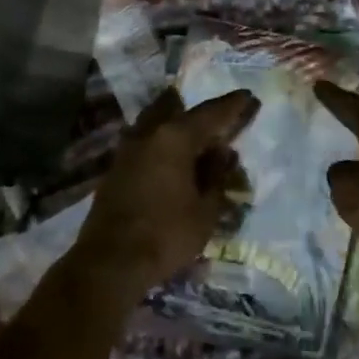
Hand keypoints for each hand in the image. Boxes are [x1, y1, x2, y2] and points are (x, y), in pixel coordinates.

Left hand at [76, 87, 259, 301]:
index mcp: (174, 137)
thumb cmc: (166, 234)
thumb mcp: (205, 210)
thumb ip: (216, 176)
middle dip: (198, 109)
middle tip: (218, 113)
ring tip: (194, 131)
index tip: (248, 96)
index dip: (232, 105)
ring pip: (155, 123)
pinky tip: (171, 155)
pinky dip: (161, 141)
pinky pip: (145, 142)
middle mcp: (149, 134)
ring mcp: (128, 150)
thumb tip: (222, 153)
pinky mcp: (116, 169)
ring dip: (175, 122)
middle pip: (175, 109)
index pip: (210, 113)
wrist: (110, 262)